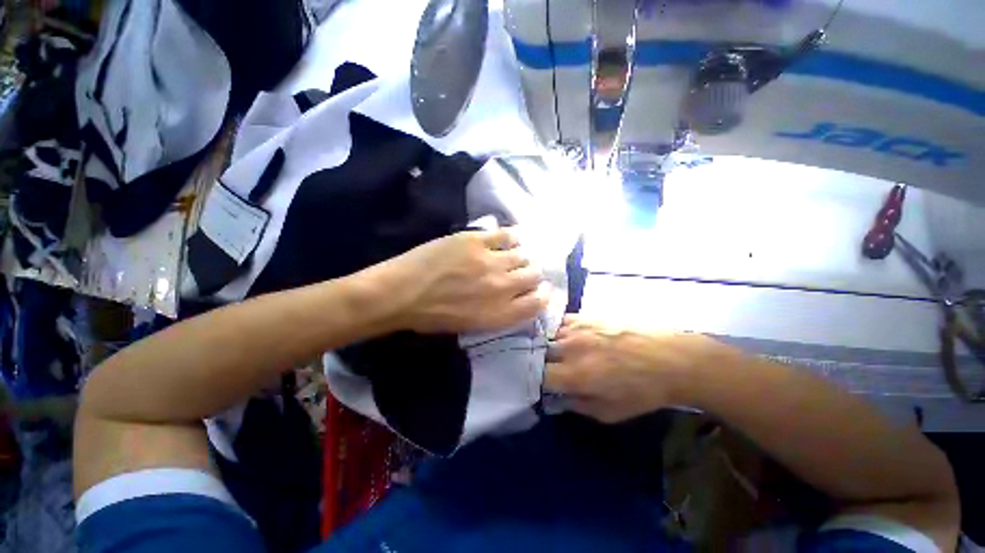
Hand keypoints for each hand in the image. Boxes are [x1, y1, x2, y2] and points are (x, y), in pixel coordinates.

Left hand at [378, 228, 549, 332]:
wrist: (401, 294)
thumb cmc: (432, 317)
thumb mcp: (470, 326)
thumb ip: (498, 313)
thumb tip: (514, 297)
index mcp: (500, 314)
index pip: (538, 303)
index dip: (543, 294)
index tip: (540, 289)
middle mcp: (502, 288)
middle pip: (534, 275)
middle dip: (533, 273)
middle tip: (523, 270)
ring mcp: (491, 262)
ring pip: (524, 254)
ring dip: (522, 256)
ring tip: (513, 254)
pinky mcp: (477, 241)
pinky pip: (507, 234)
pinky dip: (512, 236)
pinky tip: (508, 238)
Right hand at [545, 316, 725, 422]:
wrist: (671, 359)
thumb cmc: (642, 391)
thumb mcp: (611, 413)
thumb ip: (577, 406)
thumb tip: (556, 398)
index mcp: (576, 374)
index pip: (539, 375)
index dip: (536, 381)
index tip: (542, 385)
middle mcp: (571, 347)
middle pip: (539, 352)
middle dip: (539, 362)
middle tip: (547, 369)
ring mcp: (577, 328)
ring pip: (547, 335)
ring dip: (547, 345)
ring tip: (554, 352)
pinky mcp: (586, 316)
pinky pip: (560, 321)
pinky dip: (557, 331)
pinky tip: (564, 336)